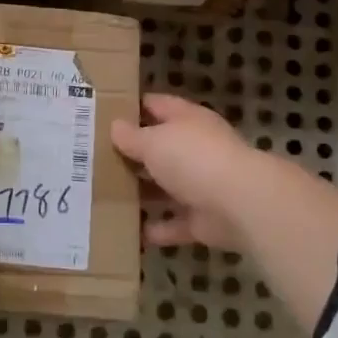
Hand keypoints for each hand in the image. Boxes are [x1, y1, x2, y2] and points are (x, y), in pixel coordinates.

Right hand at [113, 92, 337, 332]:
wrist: (241, 204)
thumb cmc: (194, 159)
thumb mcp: (154, 142)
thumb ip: (132, 137)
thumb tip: (115, 127)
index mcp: (187, 120)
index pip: (157, 105)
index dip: (133, 106)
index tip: (105, 112)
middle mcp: (196, 148)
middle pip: (161, 147)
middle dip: (135, 153)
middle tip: (96, 157)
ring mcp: (203, 184)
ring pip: (168, 186)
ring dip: (145, 192)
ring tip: (107, 194)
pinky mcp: (205, 219)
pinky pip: (176, 223)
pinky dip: (159, 228)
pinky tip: (133, 232)